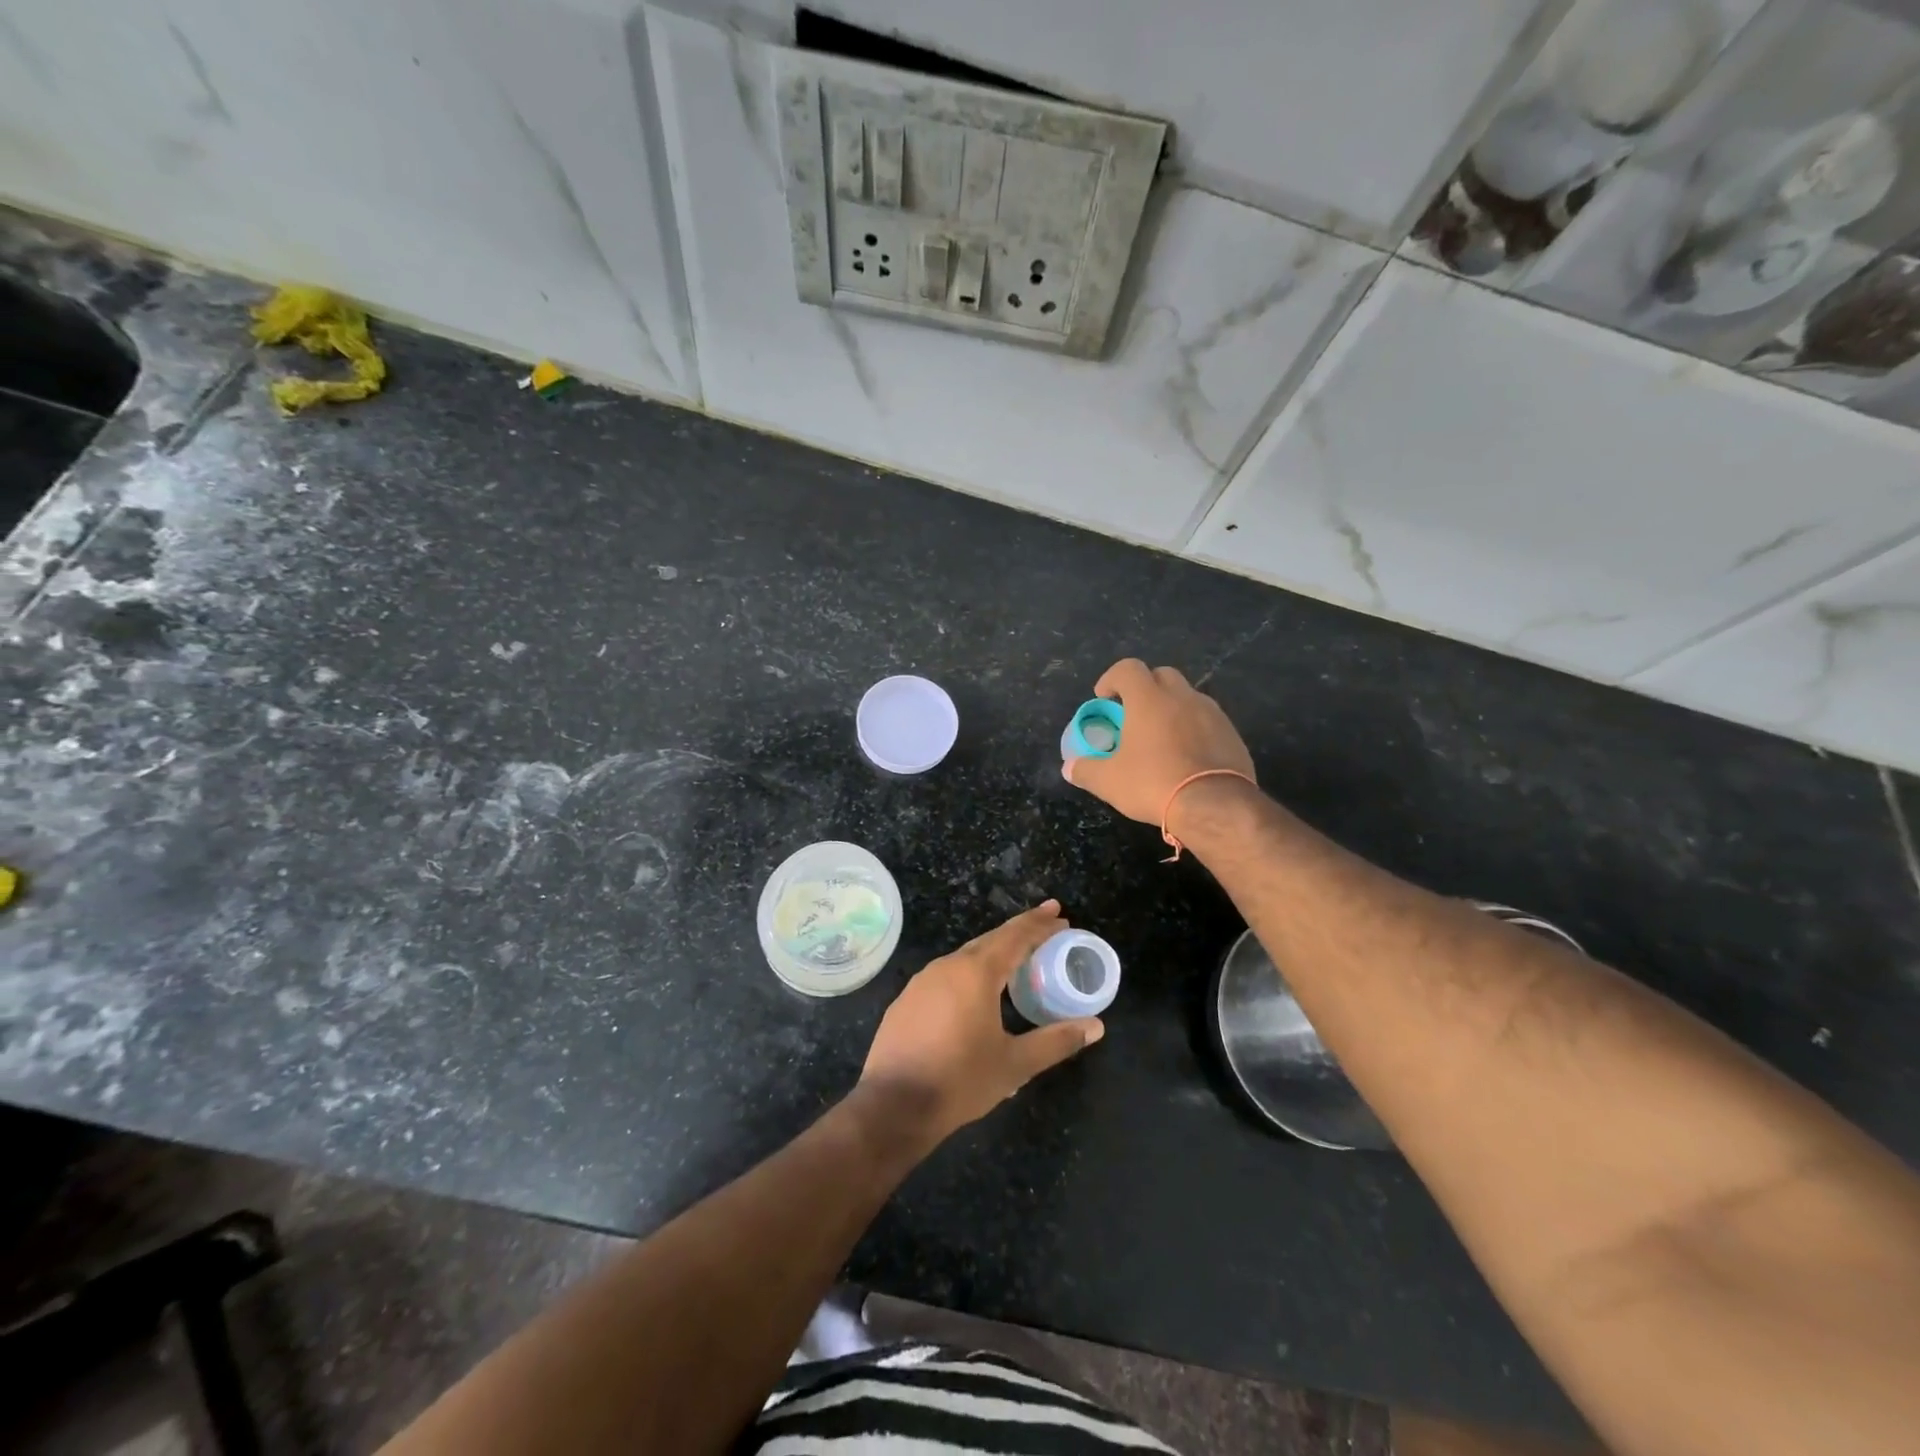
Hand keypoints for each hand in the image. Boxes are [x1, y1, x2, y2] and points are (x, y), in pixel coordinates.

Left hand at [858, 901, 1103, 1146]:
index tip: (1060, 915)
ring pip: (965, 957)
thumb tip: (1096, 1027)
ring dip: (993, 953)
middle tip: (1046, 925)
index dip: (1040, 925)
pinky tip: (975, 993)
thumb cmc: (960, 1081)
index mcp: (976, 973)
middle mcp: (947, 966)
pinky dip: (969, 974)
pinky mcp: (906, 1000)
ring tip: (1015, 959)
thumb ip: (1056, 1041)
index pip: (1015, 937)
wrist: (893, 1105)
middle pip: (990, 940)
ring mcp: (922, 981)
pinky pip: (946, 976)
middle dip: (1019, 931)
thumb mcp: (1015, 1064)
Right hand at [1064, 659, 1255, 825]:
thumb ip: (1085, 770)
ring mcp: (1212, 713)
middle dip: (1145, 688)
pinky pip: (1207, 720)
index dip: (1111, 678)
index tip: (1104, 698)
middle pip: (1161, 675)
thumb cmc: (1153, 783)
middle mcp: (1182, 697)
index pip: (1128, 668)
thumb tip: (1069, 768)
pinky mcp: (1231, 733)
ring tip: (1161, 738)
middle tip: (1133, 714)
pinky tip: (1187, 756)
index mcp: (1148, 699)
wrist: (1215, 804)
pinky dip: (1193, 728)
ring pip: (1187, 697)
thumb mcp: (1108, 782)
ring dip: (1171, 708)